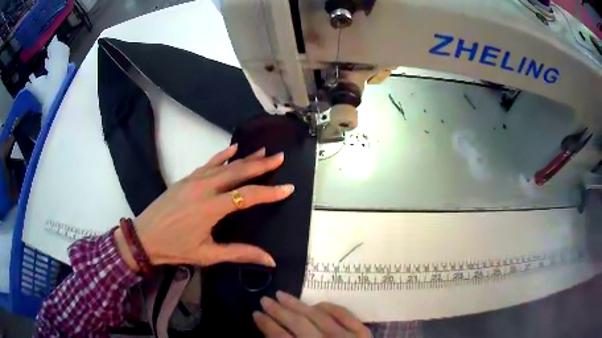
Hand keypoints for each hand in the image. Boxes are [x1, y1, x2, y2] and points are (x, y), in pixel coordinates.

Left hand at [114, 144, 293, 269]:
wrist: (144, 237)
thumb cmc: (175, 248)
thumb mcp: (208, 255)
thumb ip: (239, 253)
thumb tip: (270, 260)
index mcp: (211, 208)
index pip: (247, 196)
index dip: (270, 193)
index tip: (288, 188)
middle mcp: (205, 188)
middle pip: (238, 172)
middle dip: (261, 165)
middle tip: (280, 157)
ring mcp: (194, 180)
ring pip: (225, 165)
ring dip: (246, 158)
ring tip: (263, 151)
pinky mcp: (186, 178)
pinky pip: (208, 163)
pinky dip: (222, 155)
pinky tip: (233, 148)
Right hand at [253, 291, 370, 336]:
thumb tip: (269, 334)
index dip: (266, 325)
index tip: (255, 313)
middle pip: (298, 324)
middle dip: (278, 311)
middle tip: (265, 300)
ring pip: (319, 316)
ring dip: (298, 305)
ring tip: (282, 295)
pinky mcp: (362, 334)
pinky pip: (346, 315)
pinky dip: (332, 307)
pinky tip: (318, 303)